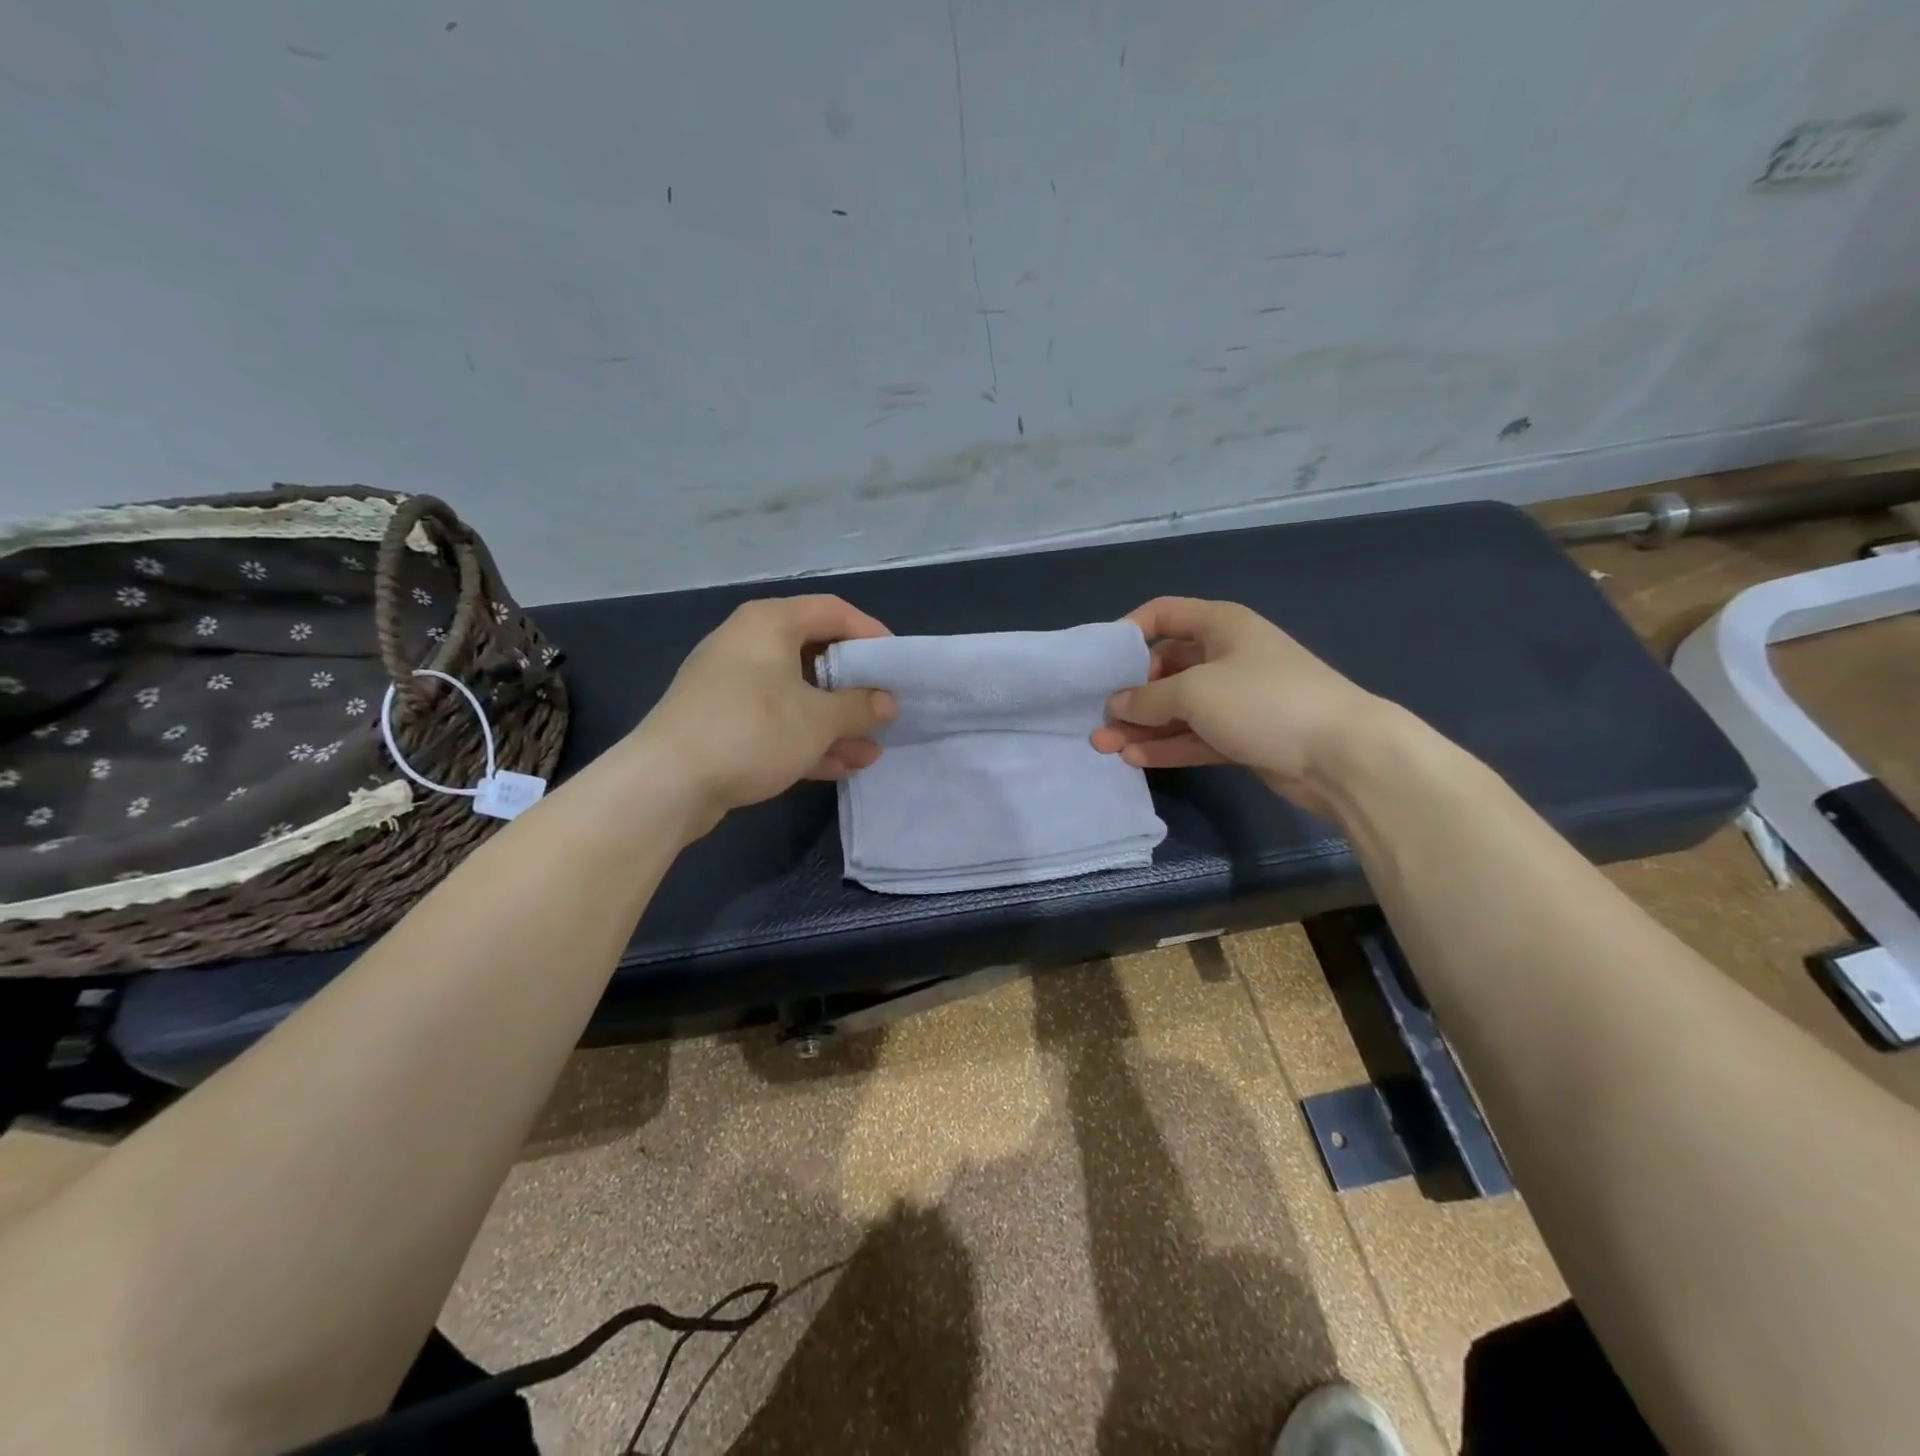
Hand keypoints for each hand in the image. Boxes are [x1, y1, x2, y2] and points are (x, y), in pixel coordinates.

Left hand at [635, 595, 896, 831]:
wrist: (666, 784)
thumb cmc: (752, 732)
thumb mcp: (818, 720)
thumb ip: (860, 706)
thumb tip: (886, 702)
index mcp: (770, 623)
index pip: (834, 611)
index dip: (872, 634)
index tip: (897, 665)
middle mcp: (749, 644)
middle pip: (816, 654)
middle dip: (855, 688)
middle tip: (885, 710)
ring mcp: (733, 685)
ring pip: (798, 694)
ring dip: (835, 722)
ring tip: (871, 749)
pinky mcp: (723, 721)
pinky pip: (776, 721)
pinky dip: (807, 738)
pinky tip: (840, 766)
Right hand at [1091, 597, 1389, 812]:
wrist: (1341, 755)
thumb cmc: (1263, 701)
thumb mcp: (1195, 691)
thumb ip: (1147, 698)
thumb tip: (1116, 706)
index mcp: (1220, 626)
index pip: (1164, 614)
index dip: (1129, 632)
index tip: (1100, 661)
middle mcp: (1226, 656)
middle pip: (1165, 667)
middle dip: (1130, 692)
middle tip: (1099, 717)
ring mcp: (1235, 699)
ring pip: (1177, 708)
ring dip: (1143, 725)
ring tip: (1104, 746)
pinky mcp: (1242, 736)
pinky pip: (1194, 736)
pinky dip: (1167, 746)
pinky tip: (1135, 758)